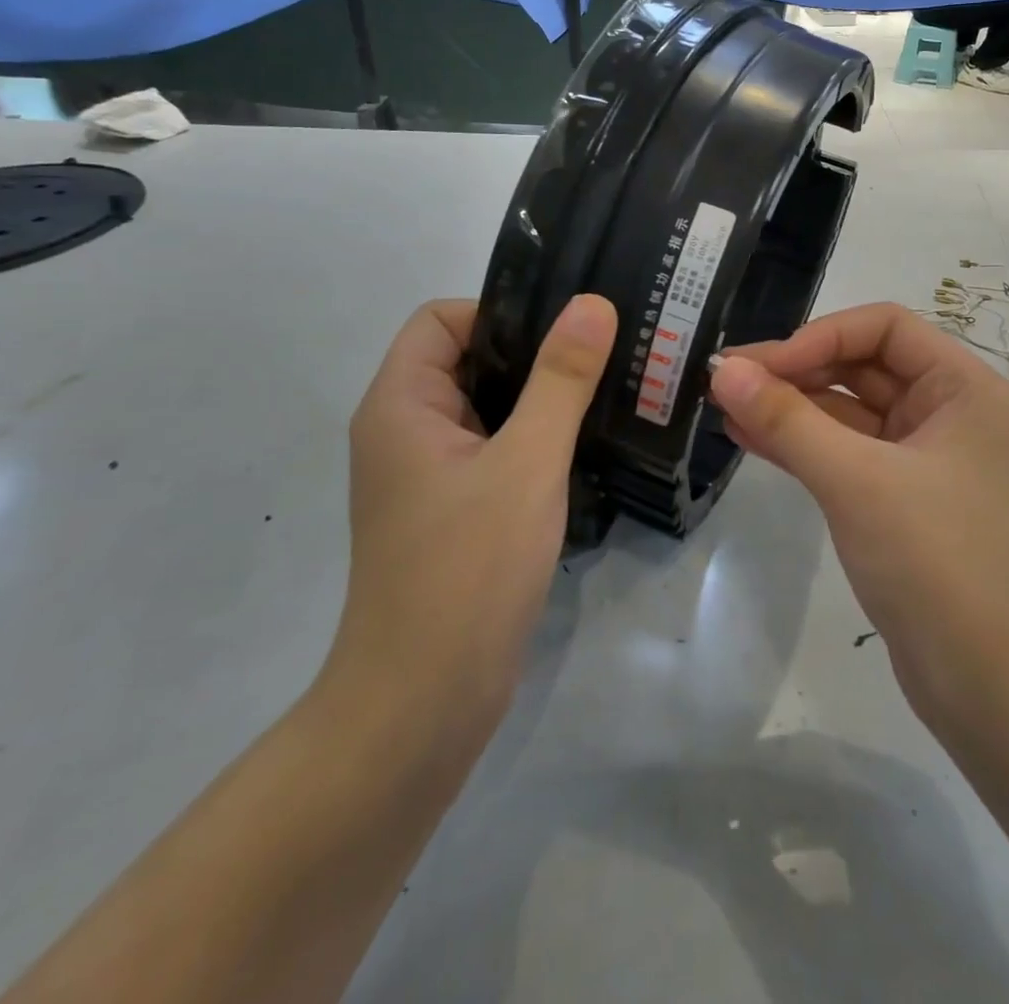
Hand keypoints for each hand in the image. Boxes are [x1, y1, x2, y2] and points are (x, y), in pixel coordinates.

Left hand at [322, 295, 617, 754]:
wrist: (424, 705)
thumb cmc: (468, 571)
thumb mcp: (526, 463)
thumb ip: (561, 379)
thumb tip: (591, 303)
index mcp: (401, 404)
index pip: (443, 319)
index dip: (502, 312)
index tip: (567, 332)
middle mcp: (404, 431)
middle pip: (468, 359)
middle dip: (535, 354)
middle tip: (606, 356)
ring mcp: (427, 476)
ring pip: (487, 409)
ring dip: (541, 400)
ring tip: (608, 395)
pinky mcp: (452, 513)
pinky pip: (494, 452)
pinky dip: (534, 442)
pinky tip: (583, 451)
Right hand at [708, 302, 1008, 735]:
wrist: (997, 691)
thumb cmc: (939, 563)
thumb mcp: (856, 481)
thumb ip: (787, 420)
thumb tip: (724, 369)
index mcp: (963, 388)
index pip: (883, 327)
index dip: (818, 336)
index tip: (759, 367)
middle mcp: (949, 413)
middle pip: (864, 366)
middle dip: (796, 370)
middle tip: (727, 381)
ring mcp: (925, 460)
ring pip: (849, 413)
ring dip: (791, 407)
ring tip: (725, 406)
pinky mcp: (902, 502)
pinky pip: (846, 455)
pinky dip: (802, 445)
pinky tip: (748, 439)